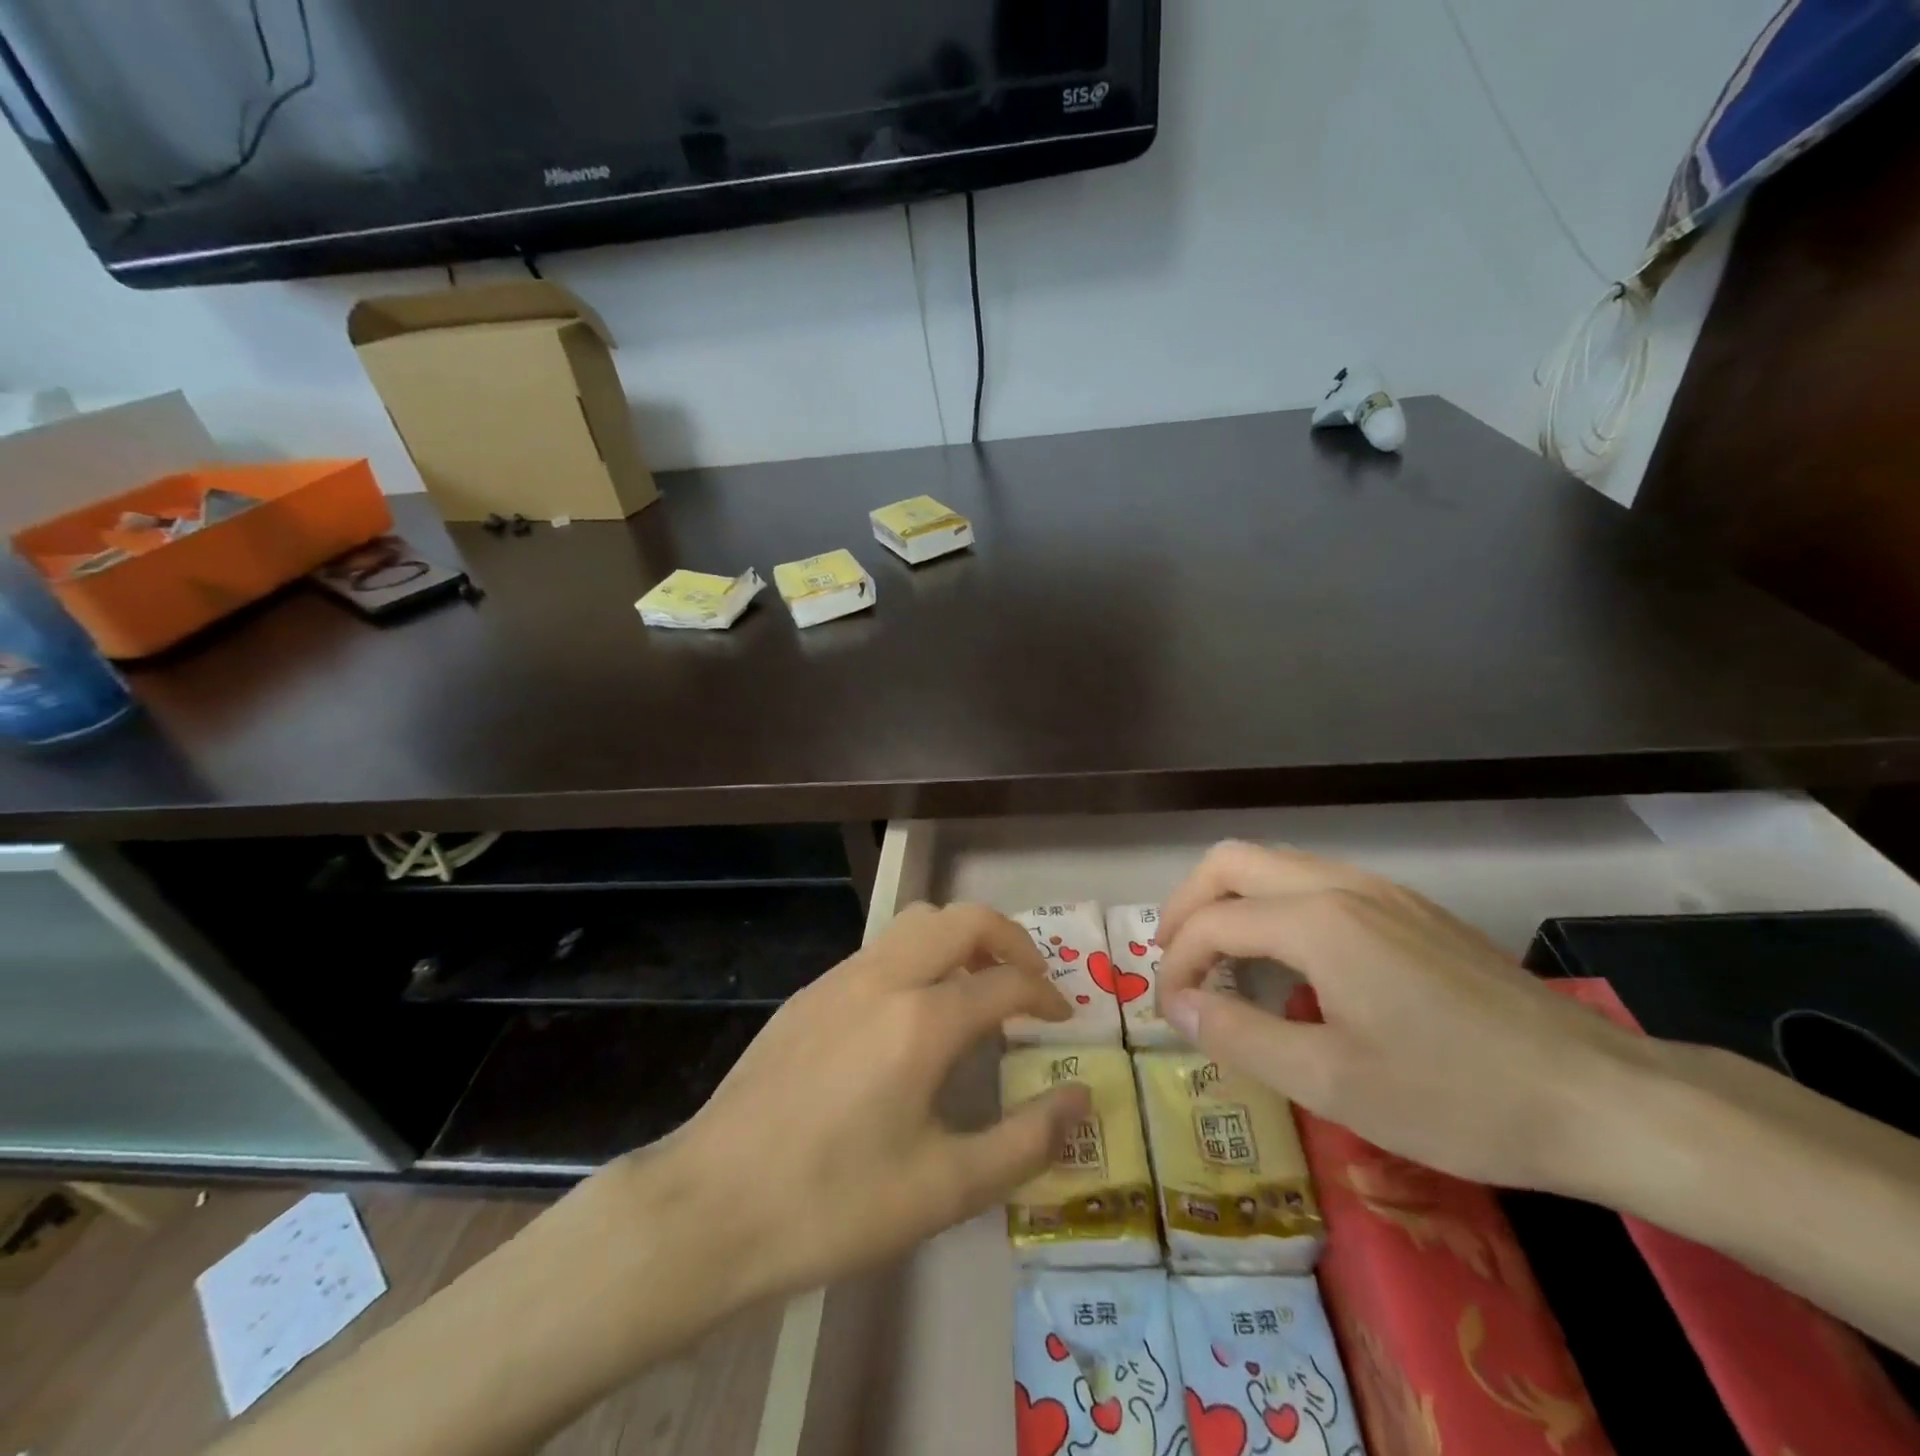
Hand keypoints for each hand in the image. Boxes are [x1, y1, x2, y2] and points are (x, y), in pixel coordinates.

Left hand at [634, 902, 1088, 1303]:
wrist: (710, 1206)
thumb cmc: (833, 1205)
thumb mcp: (944, 1191)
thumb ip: (1025, 1141)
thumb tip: (1080, 1099)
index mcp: (921, 1021)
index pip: (1005, 984)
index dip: (1045, 996)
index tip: (1063, 1020)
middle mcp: (884, 978)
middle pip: (963, 919)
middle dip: (1010, 940)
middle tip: (1028, 984)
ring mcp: (840, 979)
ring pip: (917, 922)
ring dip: (960, 941)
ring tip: (976, 990)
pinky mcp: (809, 994)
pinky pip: (880, 950)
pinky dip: (918, 958)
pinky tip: (912, 1016)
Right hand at [1156, 841, 1659, 1190]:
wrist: (1604, 1097)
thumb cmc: (1457, 1097)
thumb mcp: (1331, 1082)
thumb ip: (1238, 1034)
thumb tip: (1175, 1005)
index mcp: (1317, 920)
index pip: (1213, 922)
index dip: (1176, 962)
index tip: (1167, 1010)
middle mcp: (1341, 884)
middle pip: (1233, 861)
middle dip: (1188, 903)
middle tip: (1174, 958)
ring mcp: (1381, 890)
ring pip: (1275, 864)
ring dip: (1231, 900)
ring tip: (1222, 959)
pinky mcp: (1410, 908)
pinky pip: (1315, 881)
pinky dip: (1274, 905)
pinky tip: (1291, 960)